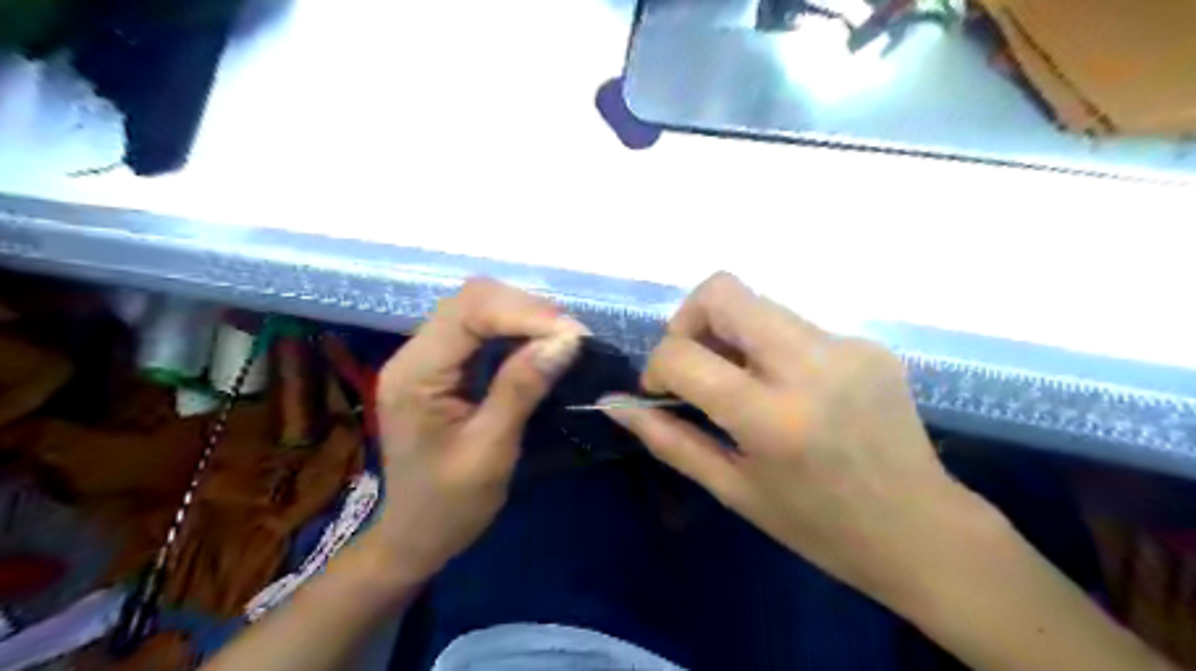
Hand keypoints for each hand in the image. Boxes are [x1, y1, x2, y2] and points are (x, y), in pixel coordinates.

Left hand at [367, 280, 588, 582]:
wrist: (416, 537)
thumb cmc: (450, 505)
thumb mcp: (490, 450)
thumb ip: (522, 388)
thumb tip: (566, 341)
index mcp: (415, 375)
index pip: (468, 314)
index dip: (524, 314)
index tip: (573, 335)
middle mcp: (413, 354)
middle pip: (470, 301)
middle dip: (526, 309)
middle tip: (571, 336)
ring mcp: (425, 357)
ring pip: (476, 308)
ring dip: (523, 315)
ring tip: (562, 337)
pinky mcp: (441, 366)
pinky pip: (479, 329)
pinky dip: (514, 329)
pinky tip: (539, 344)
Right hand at [602, 273, 985, 601]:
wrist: (921, 530)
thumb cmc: (817, 526)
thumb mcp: (733, 489)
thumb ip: (669, 440)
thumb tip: (614, 404)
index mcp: (772, 416)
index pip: (683, 354)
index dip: (656, 367)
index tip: (663, 393)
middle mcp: (810, 365)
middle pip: (724, 291)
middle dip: (689, 320)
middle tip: (696, 365)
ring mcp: (846, 347)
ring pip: (759, 304)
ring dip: (731, 334)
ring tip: (741, 382)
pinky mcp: (868, 343)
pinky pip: (795, 325)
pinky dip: (771, 347)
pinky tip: (788, 390)